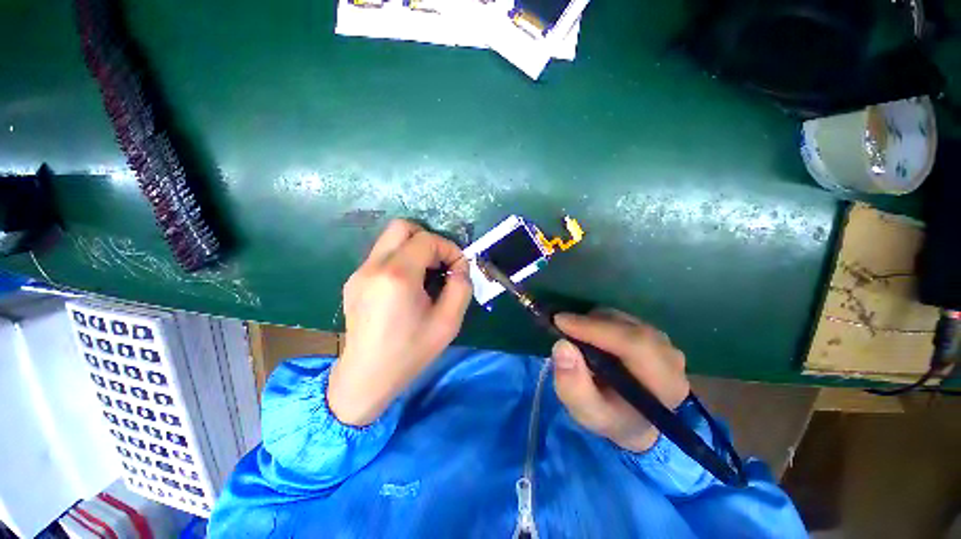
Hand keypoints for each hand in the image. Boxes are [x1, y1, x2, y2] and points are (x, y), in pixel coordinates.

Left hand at [327, 220, 472, 425]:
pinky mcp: (354, 281)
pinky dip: (401, 260)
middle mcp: (374, 266)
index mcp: (397, 275)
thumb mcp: (449, 322)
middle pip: (402, 227)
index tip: (458, 268)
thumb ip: (461, 287)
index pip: (427, 239)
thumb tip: (460, 267)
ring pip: (390, 240)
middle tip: (440, 264)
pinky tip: (407, 287)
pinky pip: (382, 256)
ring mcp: (360, 272)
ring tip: (426, 276)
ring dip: (414, 250)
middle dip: (428, 239)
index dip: (449, 248)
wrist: (367, 376)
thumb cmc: (410, 351)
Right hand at [552, 309, 689, 452]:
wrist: (636, 419)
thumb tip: (562, 346)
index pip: (634, 344)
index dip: (594, 329)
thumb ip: (573, 385)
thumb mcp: (588, 412)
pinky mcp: (650, 331)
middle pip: (626, 326)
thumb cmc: (612, 417)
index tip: (560, 322)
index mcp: (664, 382)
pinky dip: (599, 321)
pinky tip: (589, 337)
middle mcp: (670, 355)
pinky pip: (620, 318)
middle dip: (589, 324)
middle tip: (561, 327)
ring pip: (621, 319)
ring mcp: (662, 340)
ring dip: (592, 322)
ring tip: (575, 337)